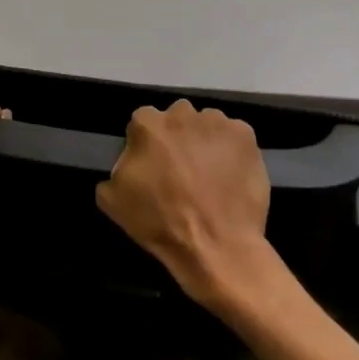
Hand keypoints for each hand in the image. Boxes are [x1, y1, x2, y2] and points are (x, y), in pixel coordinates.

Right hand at [96, 99, 273, 308]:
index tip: (153, 167)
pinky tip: (230, 176)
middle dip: (178, 137)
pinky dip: (232, 150)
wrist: (216, 246)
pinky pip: (234, 136)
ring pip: (206, 125)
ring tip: (210, 174)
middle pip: (177, 118)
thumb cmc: (161, 222)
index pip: (142, 123)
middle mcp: (181, 113)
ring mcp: (216, 122)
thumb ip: (116, 169)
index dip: (147, 145)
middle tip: (182, 169)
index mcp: (147, 124)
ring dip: (205, 141)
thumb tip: (127, 163)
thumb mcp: (113, 200)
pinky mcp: (245, 135)